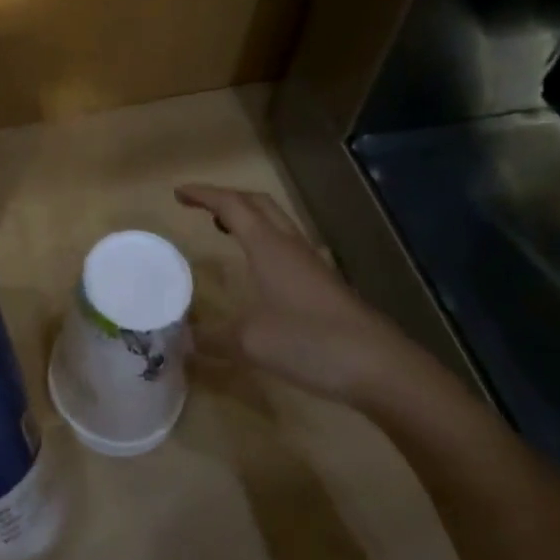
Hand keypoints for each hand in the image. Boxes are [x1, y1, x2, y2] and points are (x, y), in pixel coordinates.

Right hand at [176, 183, 422, 403]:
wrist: (380, 367)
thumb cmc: (310, 342)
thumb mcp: (250, 342)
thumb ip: (212, 338)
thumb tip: (182, 340)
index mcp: (268, 246)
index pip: (231, 205)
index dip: (203, 195)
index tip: (178, 193)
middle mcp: (290, 245)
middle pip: (257, 203)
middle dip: (226, 197)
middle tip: (200, 206)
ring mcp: (312, 263)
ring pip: (276, 222)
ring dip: (248, 217)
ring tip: (225, 229)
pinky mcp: (326, 283)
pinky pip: (288, 245)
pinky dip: (265, 241)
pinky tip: (262, 268)